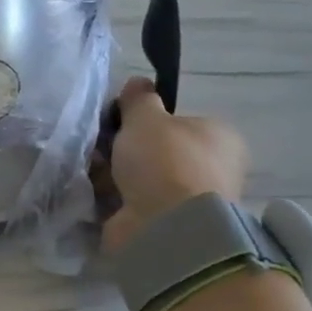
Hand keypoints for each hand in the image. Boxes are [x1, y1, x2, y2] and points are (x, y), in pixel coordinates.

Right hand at [101, 77, 248, 254]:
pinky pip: (133, 205)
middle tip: (100, 146)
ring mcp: (189, 201)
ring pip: (142, 180)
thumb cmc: (165, 162)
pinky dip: (114, 200)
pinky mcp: (167, 227)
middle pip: (157, 152)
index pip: (179, 122)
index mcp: (219, 138)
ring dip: (116, 175)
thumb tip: (138, 83)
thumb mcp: (146, 118)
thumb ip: (139, 99)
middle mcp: (211, 169)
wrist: (166, 227)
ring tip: (92, 171)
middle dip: (126, 150)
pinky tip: (95, 194)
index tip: (118, 121)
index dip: (146, 121)